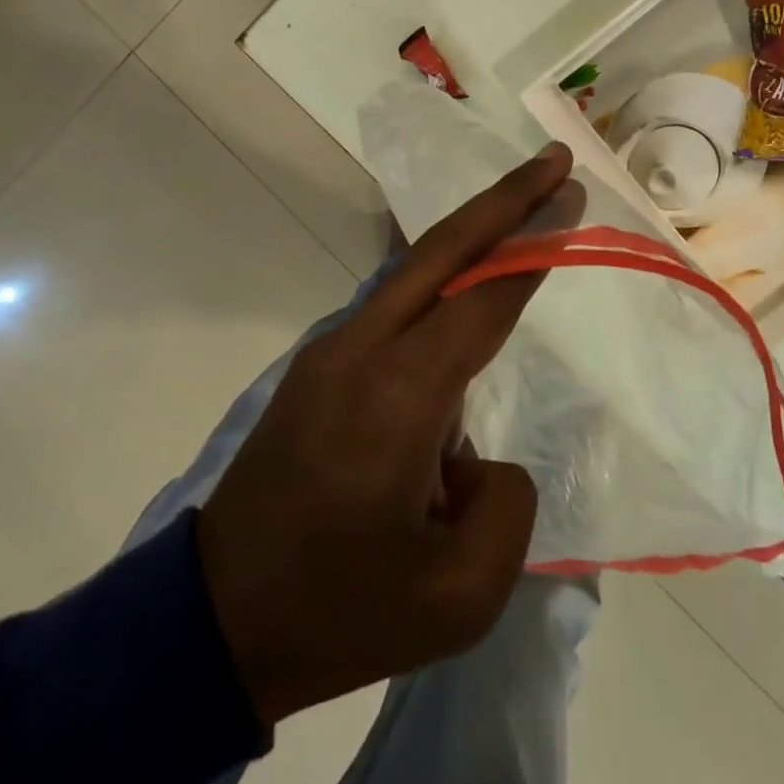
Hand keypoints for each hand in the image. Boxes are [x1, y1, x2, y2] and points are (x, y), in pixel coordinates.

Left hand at [196, 143, 577, 725]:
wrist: (213, 621)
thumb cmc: (339, 613)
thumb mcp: (458, 598)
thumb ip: (508, 508)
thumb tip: (482, 455)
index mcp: (398, 398)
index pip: (483, 302)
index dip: (533, 249)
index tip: (570, 197)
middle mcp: (361, 350)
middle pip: (442, 251)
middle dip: (503, 200)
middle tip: (553, 162)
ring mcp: (330, 349)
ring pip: (413, 268)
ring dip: (471, 233)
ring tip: (524, 212)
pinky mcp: (317, 363)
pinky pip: (393, 300)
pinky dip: (440, 274)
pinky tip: (469, 281)